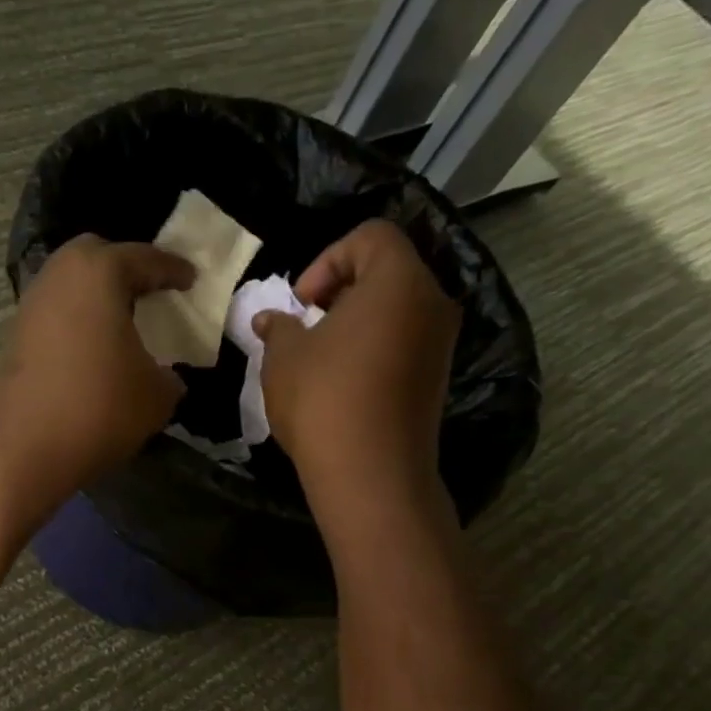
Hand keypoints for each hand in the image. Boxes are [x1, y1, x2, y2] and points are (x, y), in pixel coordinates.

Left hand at [0, 234, 192, 534]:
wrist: (21, 451)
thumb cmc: (98, 409)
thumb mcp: (156, 396)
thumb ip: (169, 376)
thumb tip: (165, 376)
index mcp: (100, 272)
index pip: (146, 259)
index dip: (173, 270)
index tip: (192, 279)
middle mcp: (59, 275)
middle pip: (97, 256)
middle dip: (126, 268)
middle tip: (151, 291)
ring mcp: (31, 305)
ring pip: (72, 285)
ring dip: (98, 298)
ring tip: (124, 324)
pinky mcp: (15, 337)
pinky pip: (57, 314)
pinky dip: (78, 322)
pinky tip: (94, 350)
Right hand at [253, 219, 462, 517]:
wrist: (370, 473)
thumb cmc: (323, 399)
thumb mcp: (284, 357)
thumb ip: (278, 326)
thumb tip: (270, 319)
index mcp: (398, 281)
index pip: (371, 236)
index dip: (328, 259)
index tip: (302, 302)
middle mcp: (432, 302)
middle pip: (388, 270)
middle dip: (341, 289)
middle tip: (308, 323)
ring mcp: (441, 342)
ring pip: (397, 307)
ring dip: (357, 319)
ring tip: (321, 353)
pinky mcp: (437, 377)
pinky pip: (405, 340)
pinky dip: (375, 345)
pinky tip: (343, 379)